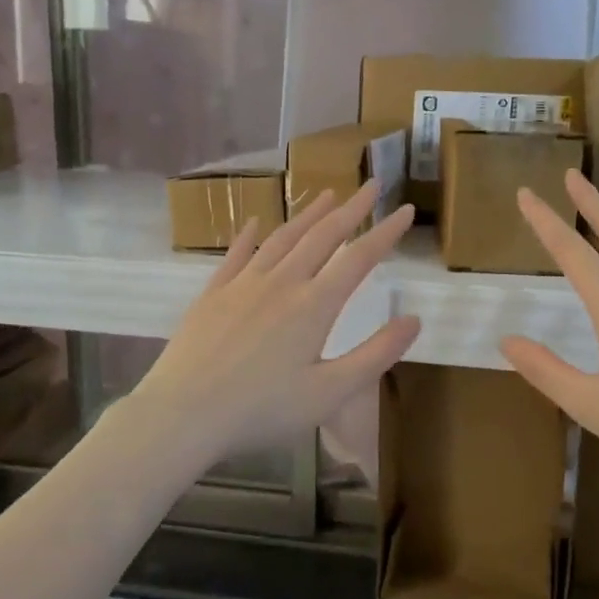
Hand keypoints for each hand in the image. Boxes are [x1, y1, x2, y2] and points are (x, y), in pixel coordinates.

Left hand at [132, 180, 420, 465]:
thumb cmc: (263, 410)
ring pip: (282, 239)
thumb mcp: (331, 392)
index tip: (407, 210)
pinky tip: (255, 222)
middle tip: (371, 185)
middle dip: (351, 209)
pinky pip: (236, 255)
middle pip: (322, 236)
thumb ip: (376, 354)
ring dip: (307, 215)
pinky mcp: (212, 294)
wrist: (184, 413)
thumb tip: (415, 319)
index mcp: (314, 306)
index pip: (359, 258)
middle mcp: (281, 283)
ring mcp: (243, 284)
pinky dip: (250, 236)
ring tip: (326, 195)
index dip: (385, 233)